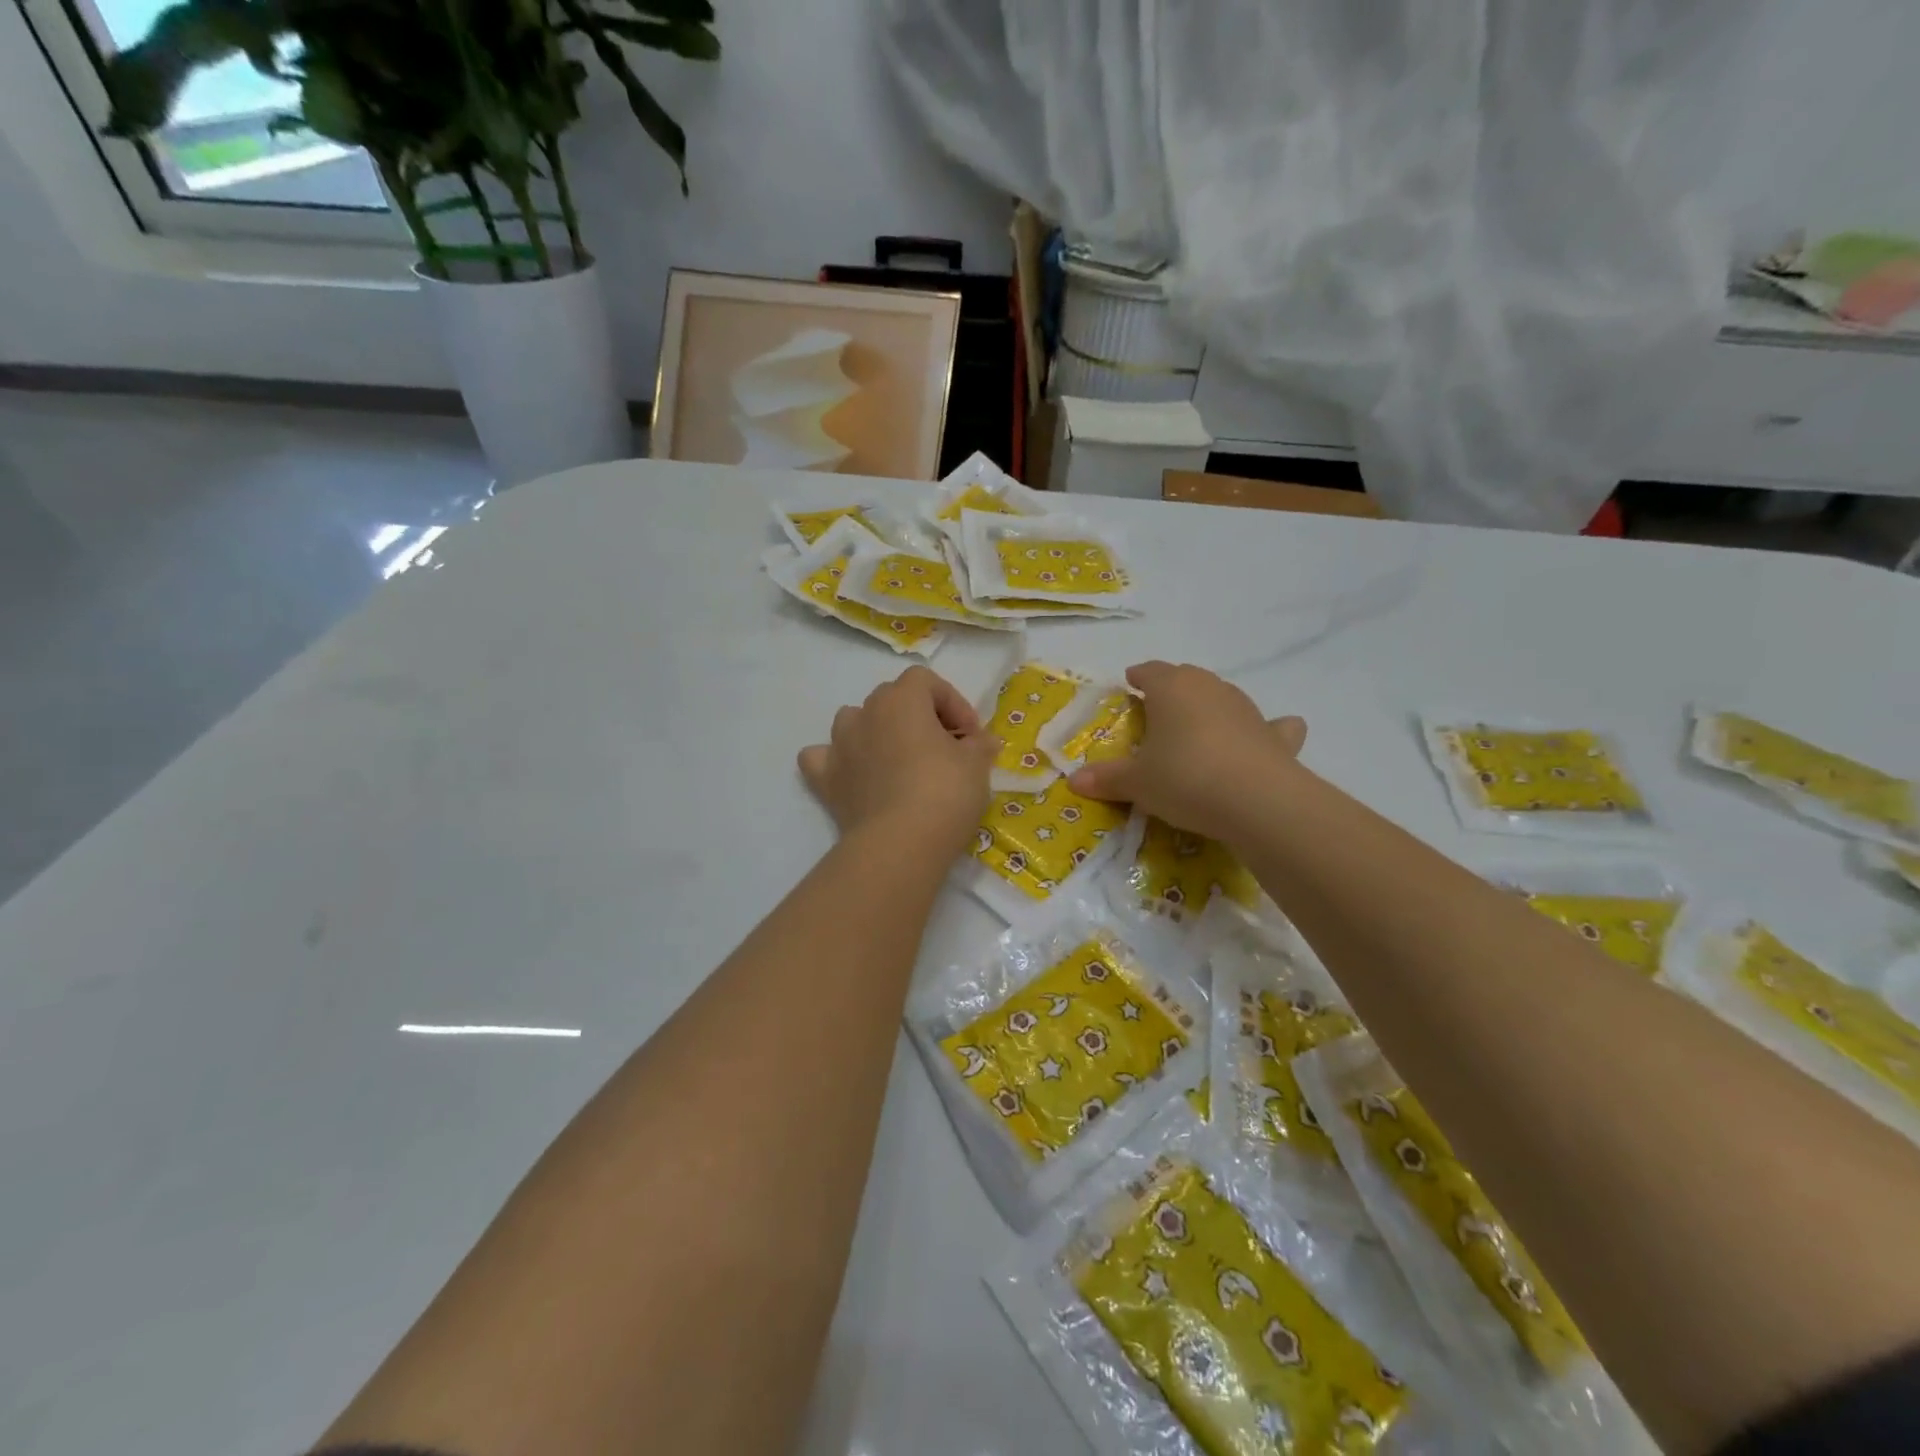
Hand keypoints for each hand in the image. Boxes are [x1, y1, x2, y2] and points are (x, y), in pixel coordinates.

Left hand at [798, 666, 996, 858]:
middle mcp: (865, 714)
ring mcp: (840, 746)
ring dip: (877, 732)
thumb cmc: (944, 793)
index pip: (926, 681)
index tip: (971, 736)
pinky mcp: (826, 780)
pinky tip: (855, 775)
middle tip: (944, 749)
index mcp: (901, 700)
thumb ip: (979, 745)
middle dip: (919, 716)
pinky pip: (823, 757)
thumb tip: (982, 742)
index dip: (953, 703)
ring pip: (855, 721)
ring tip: (900, 760)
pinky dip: (838, 761)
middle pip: (892, 698)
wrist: (900, 844)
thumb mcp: (977, 765)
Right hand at [1068, 661, 1306, 840]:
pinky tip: (1266, 737)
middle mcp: (1210, 687)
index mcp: (1172, 688)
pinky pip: (1270, 726)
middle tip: (1157, 713)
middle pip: (1186, 678)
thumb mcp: (1137, 783)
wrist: (1257, 801)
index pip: (1149, 671)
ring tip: (1197, 730)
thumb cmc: (1184, 778)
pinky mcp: (1275, 735)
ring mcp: (1247, 708)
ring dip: (1210, 709)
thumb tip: (1074, 780)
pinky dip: (1265, 730)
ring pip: (1223, 697)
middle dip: (1172, 691)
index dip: (1138, 677)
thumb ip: (1107, 778)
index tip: (1129, 685)